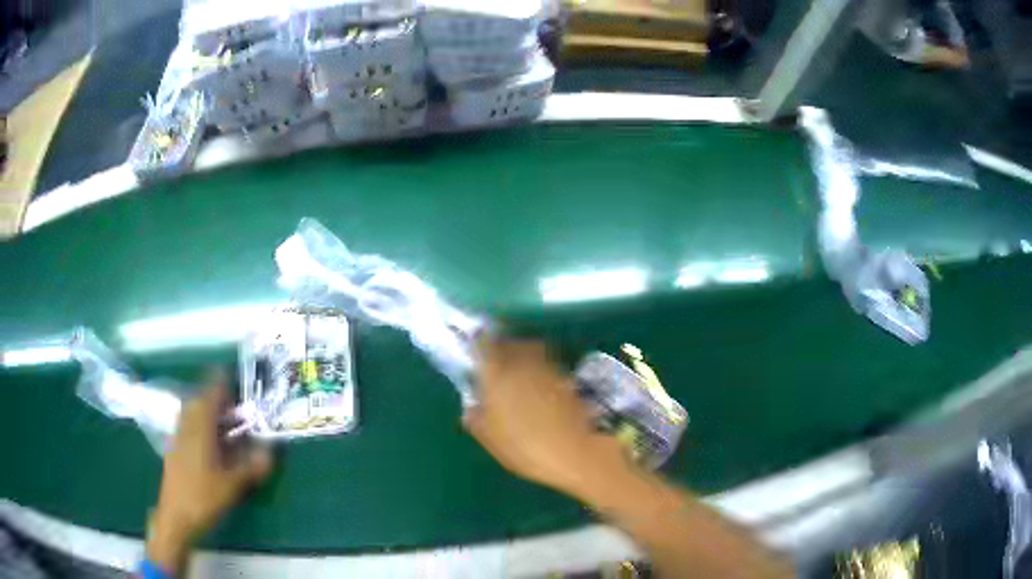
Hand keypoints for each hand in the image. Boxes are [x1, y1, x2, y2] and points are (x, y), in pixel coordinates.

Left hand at [146, 375, 272, 573]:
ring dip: (211, 413)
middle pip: (202, 400)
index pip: (211, 392)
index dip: (224, 383)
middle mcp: (187, 424)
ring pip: (195, 413)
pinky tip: (214, 443)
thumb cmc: (204, 497)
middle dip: (219, 399)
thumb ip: (251, 466)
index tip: (239, 380)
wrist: (176, 516)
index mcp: (200, 426)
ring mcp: (179, 436)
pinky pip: (190, 426)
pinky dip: (203, 426)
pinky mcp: (176, 448)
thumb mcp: (233, 484)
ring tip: (230, 424)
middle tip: (239, 407)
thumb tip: (270, 453)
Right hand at [463, 338, 625, 495]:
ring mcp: (547, 368)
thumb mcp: (488, 438)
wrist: (572, 452)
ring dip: (524, 356)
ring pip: (532, 350)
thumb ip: (475, 417)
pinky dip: (542, 371)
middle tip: (497, 362)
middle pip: (510, 343)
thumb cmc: (523, 447)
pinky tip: (541, 390)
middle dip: (503, 348)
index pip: (483, 345)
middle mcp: (521, 363)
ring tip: (520, 375)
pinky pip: (548, 366)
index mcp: (496, 374)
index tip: (475, 349)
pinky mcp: (567, 379)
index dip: (479, 344)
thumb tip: (472, 405)